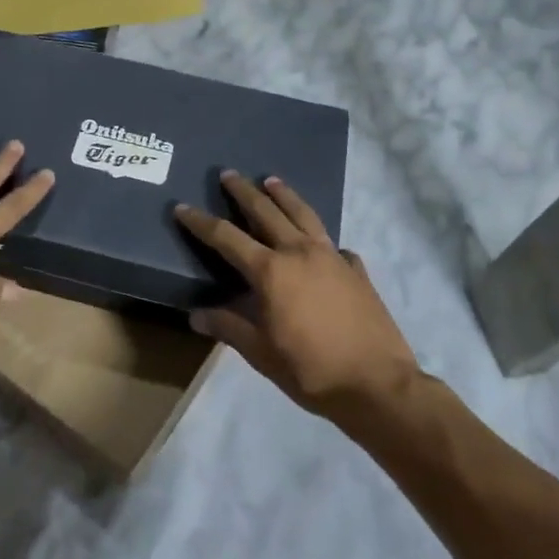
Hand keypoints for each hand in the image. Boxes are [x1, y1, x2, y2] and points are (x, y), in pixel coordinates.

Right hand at [174, 173, 419, 424]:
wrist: (377, 384)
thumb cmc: (311, 370)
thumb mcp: (261, 353)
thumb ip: (229, 327)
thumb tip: (196, 314)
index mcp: (270, 271)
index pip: (226, 237)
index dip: (201, 222)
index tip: (182, 207)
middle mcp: (299, 252)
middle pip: (266, 212)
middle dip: (244, 191)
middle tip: (228, 174)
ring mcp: (332, 257)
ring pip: (303, 214)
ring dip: (284, 195)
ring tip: (272, 181)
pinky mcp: (356, 269)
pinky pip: (333, 243)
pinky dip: (321, 237)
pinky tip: (321, 243)